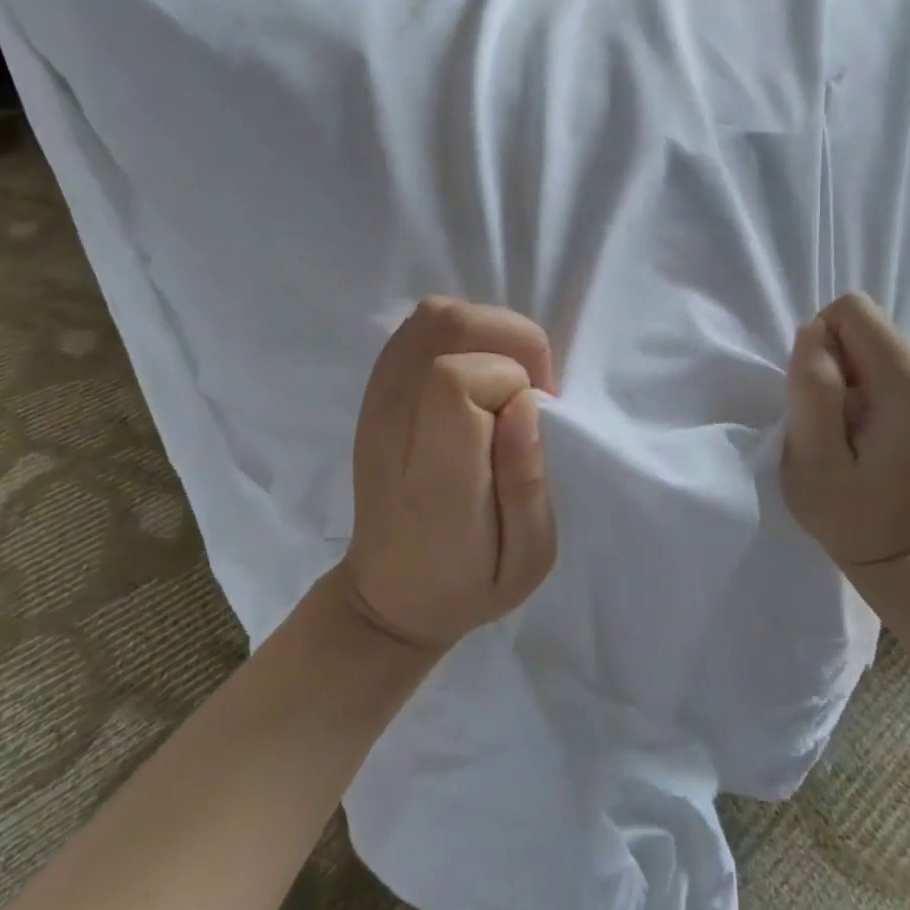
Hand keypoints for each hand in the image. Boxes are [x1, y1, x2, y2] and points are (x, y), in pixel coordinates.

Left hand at [342, 297, 559, 651]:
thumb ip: (527, 481)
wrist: (389, 594)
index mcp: (435, 475)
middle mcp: (396, 424)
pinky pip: (419, 328)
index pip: (456, 378)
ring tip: (507, 379)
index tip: (533, 416)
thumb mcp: (528, 560)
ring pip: (433, 315)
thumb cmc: (467, 584)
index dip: (511, 380)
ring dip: (488, 331)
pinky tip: (478, 375)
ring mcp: (378, 401)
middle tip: (531, 388)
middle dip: (510, 338)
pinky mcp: (375, 392)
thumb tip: (524, 400)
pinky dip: (462, 333)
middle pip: (446, 324)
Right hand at [782, 292, 909, 570]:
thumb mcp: (812, 460)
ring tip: (849, 425)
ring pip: (870, 338)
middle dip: (834, 361)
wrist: (900, 547)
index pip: (853, 311)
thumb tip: (813, 331)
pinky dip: (863, 381)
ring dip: (847, 373)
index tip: (820, 395)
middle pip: (864, 324)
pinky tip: (866, 424)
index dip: (822, 344)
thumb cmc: (848, 512)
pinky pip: (882, 355)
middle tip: (833, 418)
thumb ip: (813, 390)